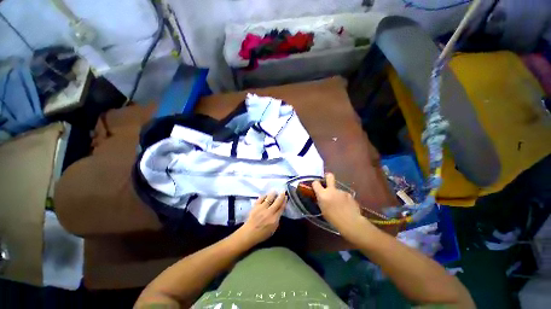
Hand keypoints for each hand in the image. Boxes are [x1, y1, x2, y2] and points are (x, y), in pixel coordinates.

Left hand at [234, 192, 286, 247]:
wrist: (249, 233)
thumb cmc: (262, 234)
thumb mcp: (273, 229)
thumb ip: (277, 220)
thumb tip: (279, 212)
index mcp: (274, 219)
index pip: (281, 208)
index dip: (284, 202)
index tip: (286, 197)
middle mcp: (269, 212)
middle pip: (277, 202)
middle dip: (281, 196)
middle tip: (283, 191)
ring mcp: (261, 208)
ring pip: (269, 198)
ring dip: (273, 194)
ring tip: (275, 191)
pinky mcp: (255, 206)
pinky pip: (261, 199)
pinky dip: (264, 196)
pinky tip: (266, 195)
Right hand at [312, 173, 374, 239]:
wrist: (351, 222)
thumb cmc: (333, 219)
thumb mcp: (323, 210)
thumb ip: (321, 201)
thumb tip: (320, 197)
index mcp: (323, 194)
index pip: (315, 183)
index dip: (315, 184)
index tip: (316, 187)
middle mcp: (332, 190)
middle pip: (329, 176)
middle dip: (327, 176)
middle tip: (327, 181)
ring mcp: (341, 191)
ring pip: (337, 190)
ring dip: (337, 194)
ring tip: (340, 204)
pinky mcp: (349, 194)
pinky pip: (344, 195)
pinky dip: (344, 199)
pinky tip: (346, 206)